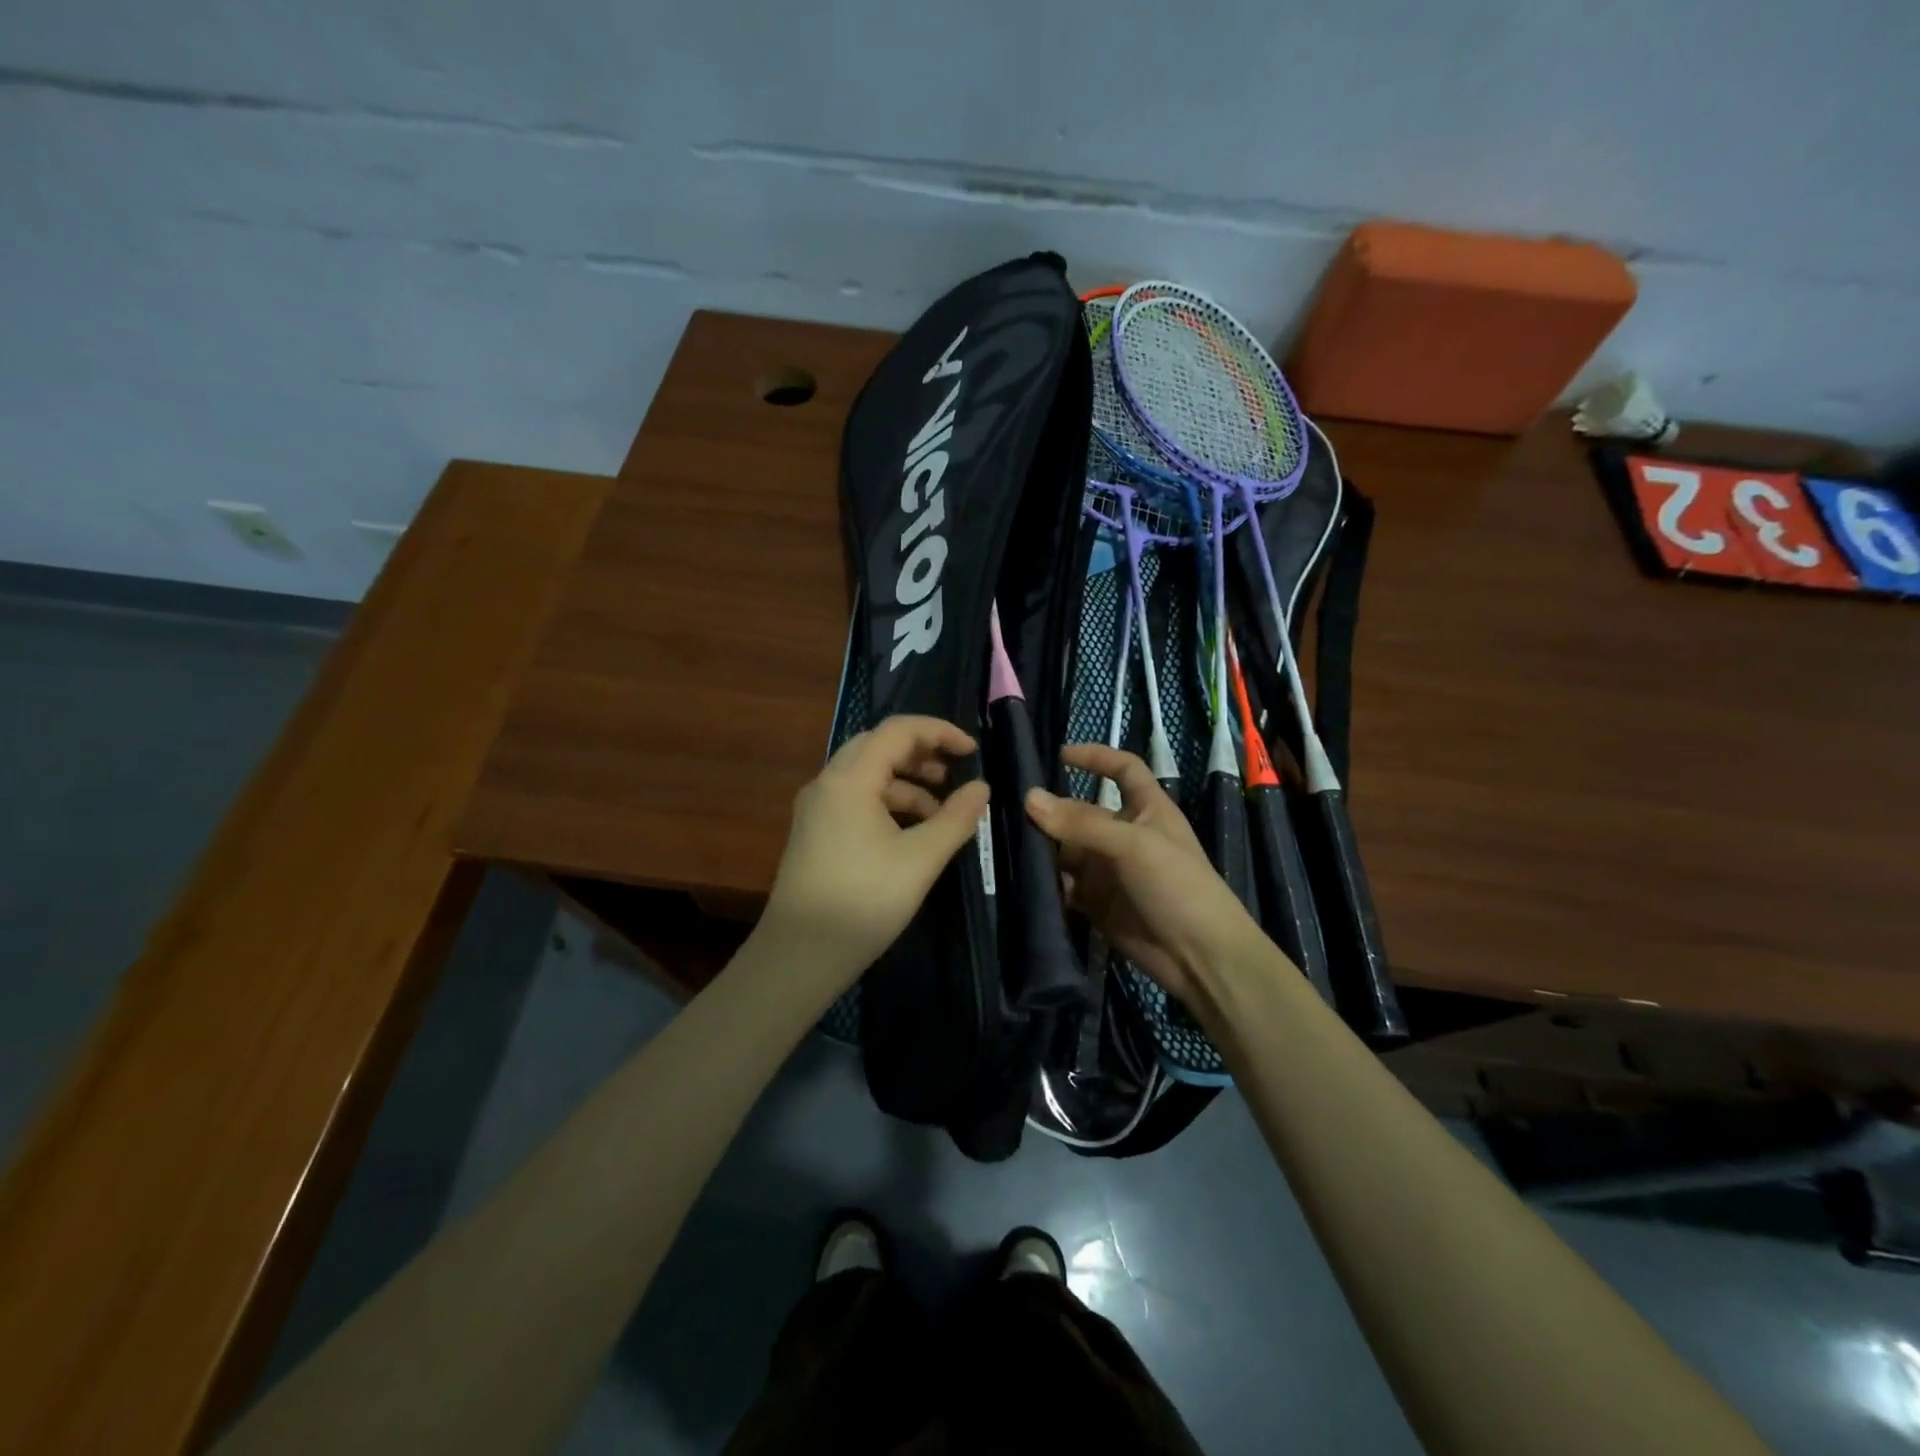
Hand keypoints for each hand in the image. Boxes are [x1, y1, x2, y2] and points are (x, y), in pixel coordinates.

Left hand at [758, 715, 990, 993]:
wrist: (800, 954)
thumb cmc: (864, 900)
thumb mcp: (921, 859)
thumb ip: (956, 818)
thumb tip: (981, 788)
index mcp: (850, 779)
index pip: (898, 731)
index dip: (939, 732)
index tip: (972, 751)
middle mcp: (827, 783)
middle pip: (878, 747)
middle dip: (921, 754)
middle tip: (954, 772)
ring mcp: (817, 808)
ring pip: (866, 775)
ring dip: (906, 783)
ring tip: (940, 810)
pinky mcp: (815, 832)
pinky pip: (855, 799)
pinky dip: (887, 803)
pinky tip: (910, 831)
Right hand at [1025, 743, 1262, 1005]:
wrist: (1200, 958)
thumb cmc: (1178, 886)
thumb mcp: (1134, 845)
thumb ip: (1082, 822)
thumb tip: (1029, 798)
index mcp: (1147, 809)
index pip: (1123, 770)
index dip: (1096, 757)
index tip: (1059, 754)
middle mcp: (1125, 835)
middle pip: (1081, 813)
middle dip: (1050, 812)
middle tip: (1006, 810)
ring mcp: (1109, 871)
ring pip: (1066, 850)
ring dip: (1042, 849)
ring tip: (1007, 846)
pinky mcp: (1096, 903)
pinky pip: (1064, 885)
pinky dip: (1047, 883)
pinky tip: (1025, 881)